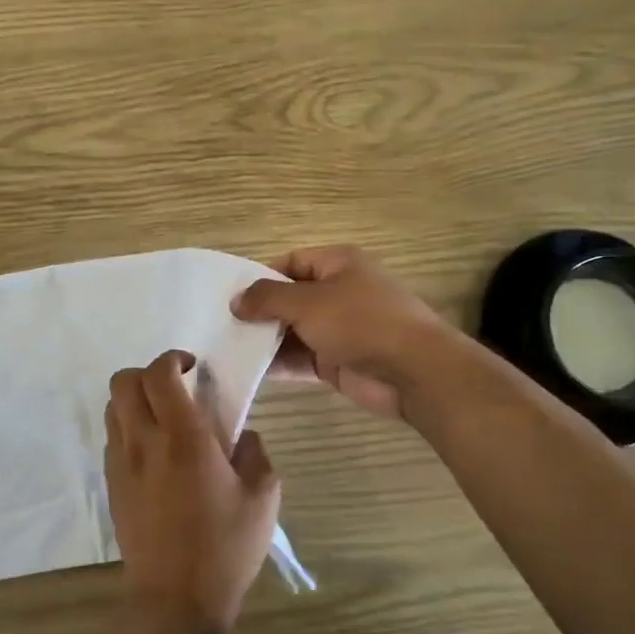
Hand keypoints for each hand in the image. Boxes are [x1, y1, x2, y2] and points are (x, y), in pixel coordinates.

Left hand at [105, 351, 280, 633]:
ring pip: (112, 407)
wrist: (175, 600)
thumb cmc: (225, 547)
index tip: (192, 367)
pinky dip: (129, 429)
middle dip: (147, 373)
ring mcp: (121, 464)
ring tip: (163, 418)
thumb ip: (255, 453)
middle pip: (123, 381)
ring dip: (135, 400)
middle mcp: (144, 442)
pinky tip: (154, 453)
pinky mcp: (111, 486)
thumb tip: (242, 435)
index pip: (159, 374)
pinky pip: (112, 438)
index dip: (173, 358)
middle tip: (175, 388)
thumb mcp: (263, 497)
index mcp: (183, 437)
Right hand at [232, 246, 459, 419]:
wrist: (414, 371)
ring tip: (226, 348)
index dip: (260, 277)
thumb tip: (236, 300)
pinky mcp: (337, 360)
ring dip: (265, 340)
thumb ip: (267, 299)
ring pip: (293, 330)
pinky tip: (249, 369)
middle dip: (259, 312)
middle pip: (289, 298)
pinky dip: (279, 363)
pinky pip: (301, 358)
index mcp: (337, 264)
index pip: (289, 263)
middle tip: (220, 325)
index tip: (229, 296)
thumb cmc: (361, 322)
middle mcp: (337, 292)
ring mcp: (338, 328)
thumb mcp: (308, 302)